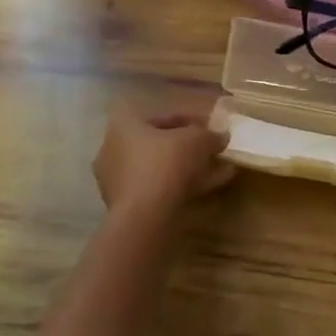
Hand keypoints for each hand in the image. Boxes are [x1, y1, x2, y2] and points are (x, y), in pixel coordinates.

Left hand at [92, 104, 233, 216]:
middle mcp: (115, 149)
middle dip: (190, 148)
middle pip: (161, 144)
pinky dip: (182, 186)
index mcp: (125, 125)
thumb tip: (221, 137)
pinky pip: (159, 188)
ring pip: (161, 168)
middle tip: (214, 152)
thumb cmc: (166, 164)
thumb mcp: (197, 141)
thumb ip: (210, 135)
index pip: (165, 117)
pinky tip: (208, 188)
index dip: (194, 122)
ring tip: (218, 171)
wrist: (145, 218)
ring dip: (189, 168)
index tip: (213, 130)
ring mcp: (118, 180)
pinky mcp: (127, 206)